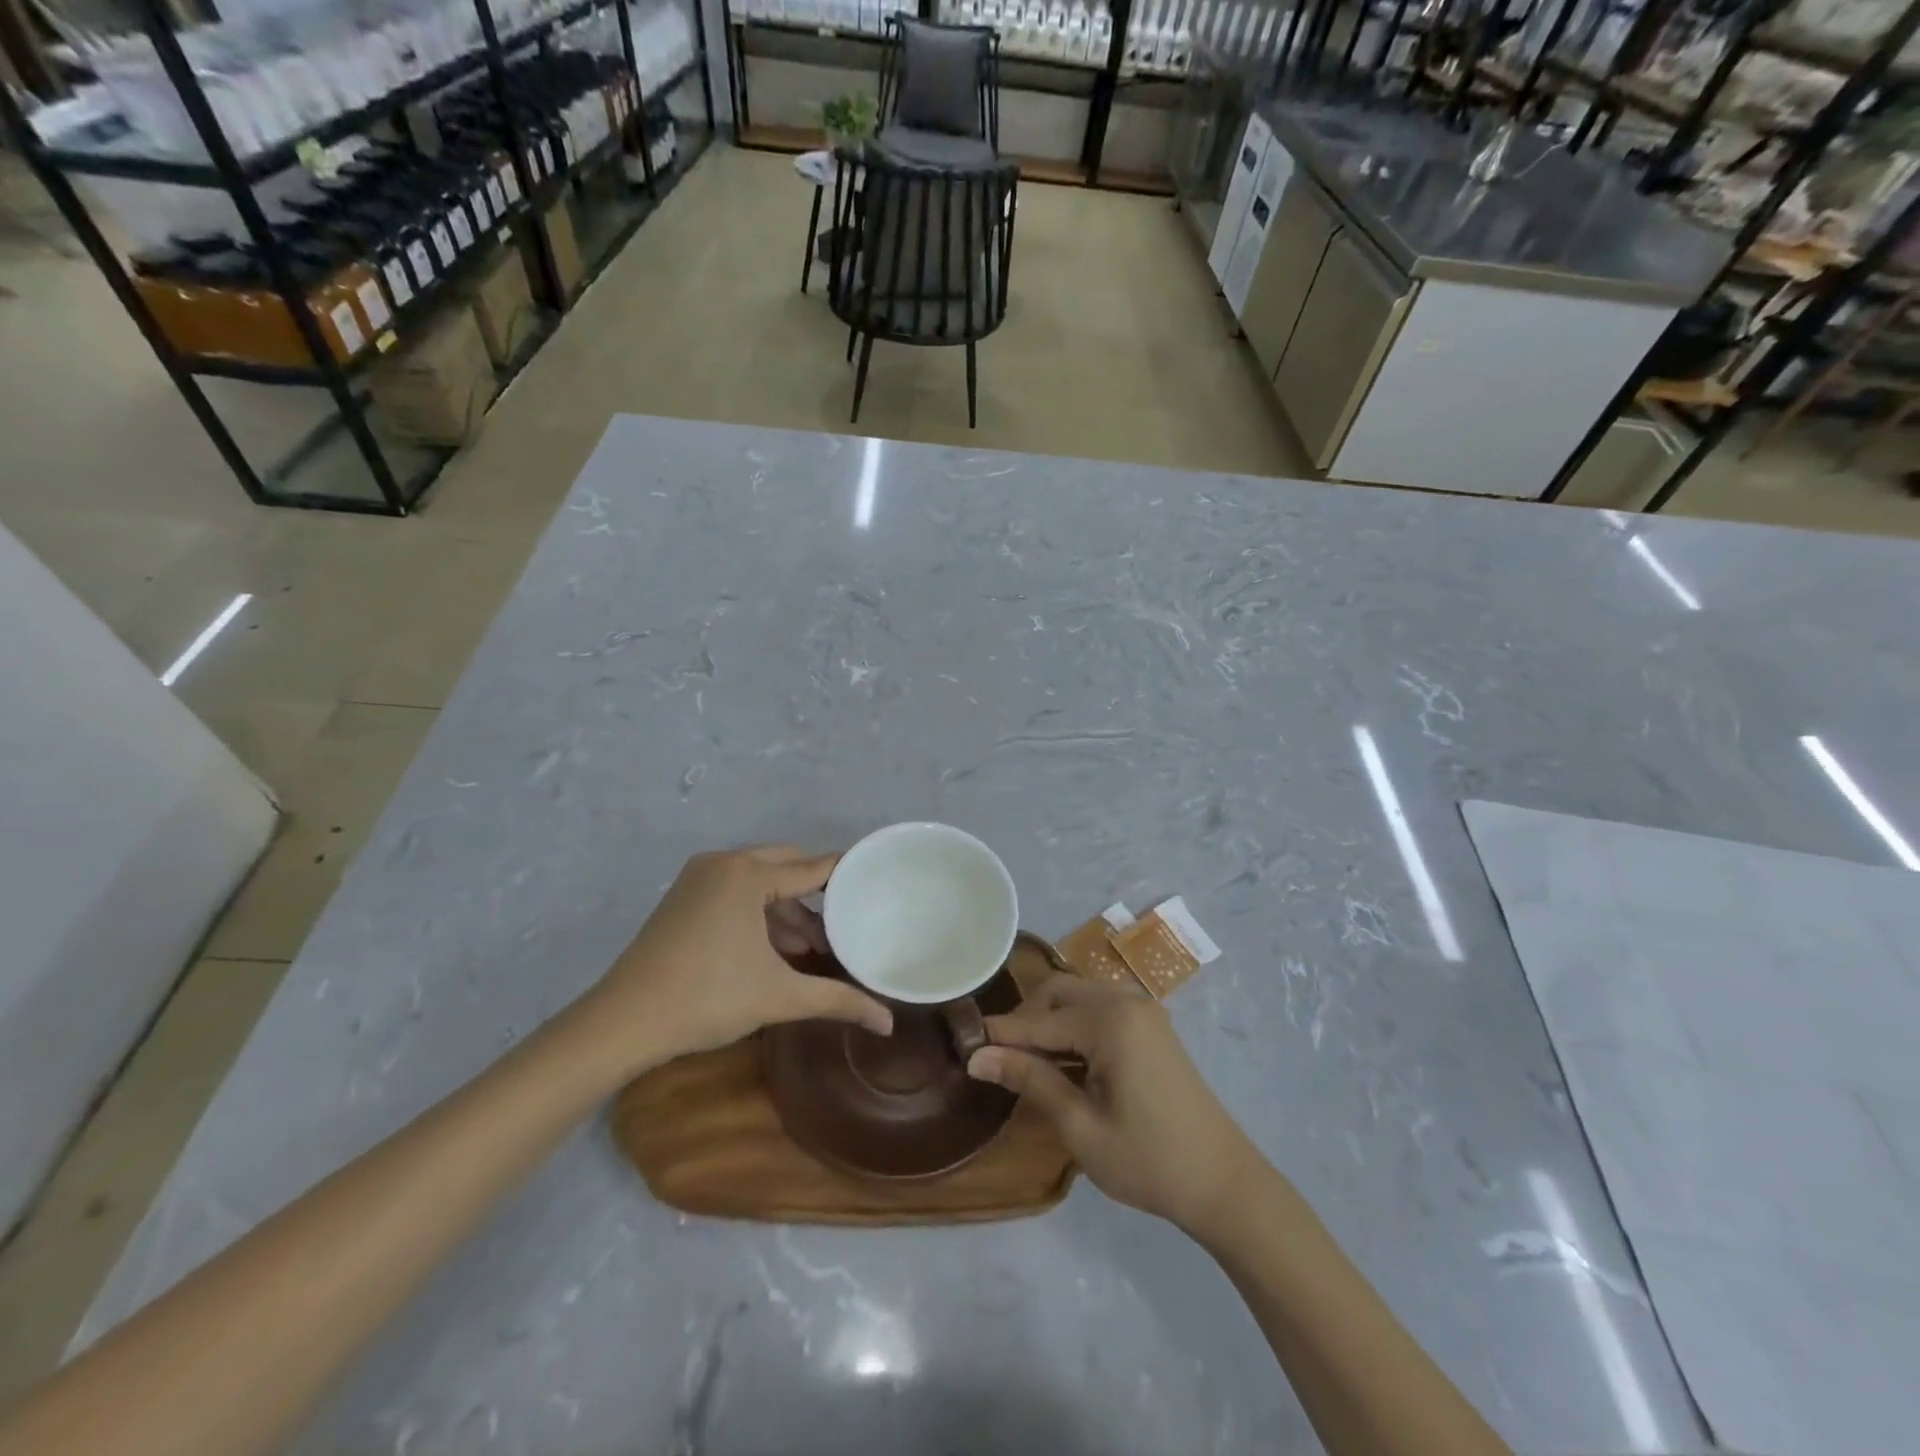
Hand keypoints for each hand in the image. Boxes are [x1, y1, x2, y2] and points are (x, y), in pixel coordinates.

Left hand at [583, 845, 891, 1073]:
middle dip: (815, 896)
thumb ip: (838, 1001)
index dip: (845, 876)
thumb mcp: (779, 997)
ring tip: (811, 949)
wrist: (623, 1023)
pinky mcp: (683, 896)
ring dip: (787, 908)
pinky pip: (736, 890)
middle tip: (843, 925)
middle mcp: (724, 863)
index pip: (812, 867)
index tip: (875, 883)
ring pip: (760, 880)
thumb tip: (888, 1024)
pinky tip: (775, 949)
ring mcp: (698, 877)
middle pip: (786, 865)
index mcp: (748, 874)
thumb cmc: (707, 999)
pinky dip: (760, 912)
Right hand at [967, 975, 1258, 1235]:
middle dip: (1025, 1019)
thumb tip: (977, 1058)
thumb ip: (1030, 1081)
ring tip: (1026, 1061)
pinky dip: (1074, 1024)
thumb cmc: (1149, 1161)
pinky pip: (1099, 1007)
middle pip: (1058, 992)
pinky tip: (1063, 1058)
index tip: (962, 1045)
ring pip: (1078, 995)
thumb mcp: (1081, 1126)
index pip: (1039, 1021)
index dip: (1000, 1035)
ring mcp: (1143, 1010)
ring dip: (1049, 1019)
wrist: (1224, 1182)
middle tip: (998, 1057)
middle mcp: (1125, 1001)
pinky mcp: (1151, 1025)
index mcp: (1110, 1022)